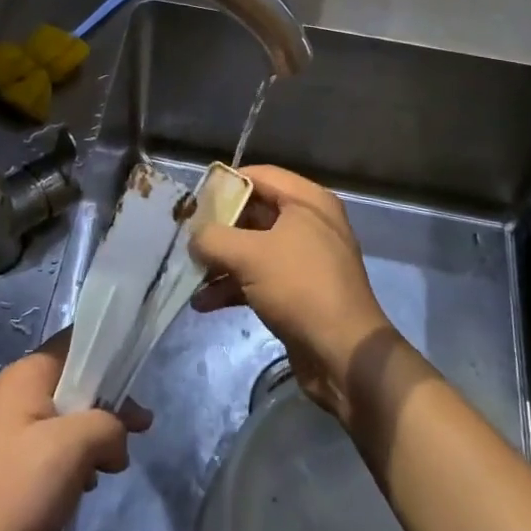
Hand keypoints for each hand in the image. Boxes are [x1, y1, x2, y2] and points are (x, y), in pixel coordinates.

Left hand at [0, 332, 150, 530]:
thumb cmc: (17, 492)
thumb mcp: (74, 446)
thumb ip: (109, 425)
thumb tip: (118, 441)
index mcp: (27, 375)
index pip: (76, 341)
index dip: (110, 351)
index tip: (139, 375)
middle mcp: (17, 395)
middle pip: (76, 381)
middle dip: (110, 402)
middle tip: (143, 427)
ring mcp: (13, 433)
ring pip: (70, 417)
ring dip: (97, 436)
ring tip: (116, 464)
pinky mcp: (14, 468)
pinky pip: (56, 449)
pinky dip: (78, 460)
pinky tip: (89, 485)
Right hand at [189, 165, 400, 422]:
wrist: (344, 354)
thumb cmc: (300, 287)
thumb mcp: (249, 255)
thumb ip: (213, 238)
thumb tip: (193, 238)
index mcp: (307, 202)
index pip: (259, 176)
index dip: (225, 184)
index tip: (195, 200)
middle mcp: (310, 223)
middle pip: (254, 213)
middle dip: (219, 228)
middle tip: (187, 238)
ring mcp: (305, 259)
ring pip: (254, 249)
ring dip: (221, 261)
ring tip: (189, 274)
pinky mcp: (300, 292)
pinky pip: (260, 278)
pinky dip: (234, 286)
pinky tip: (203, 303)